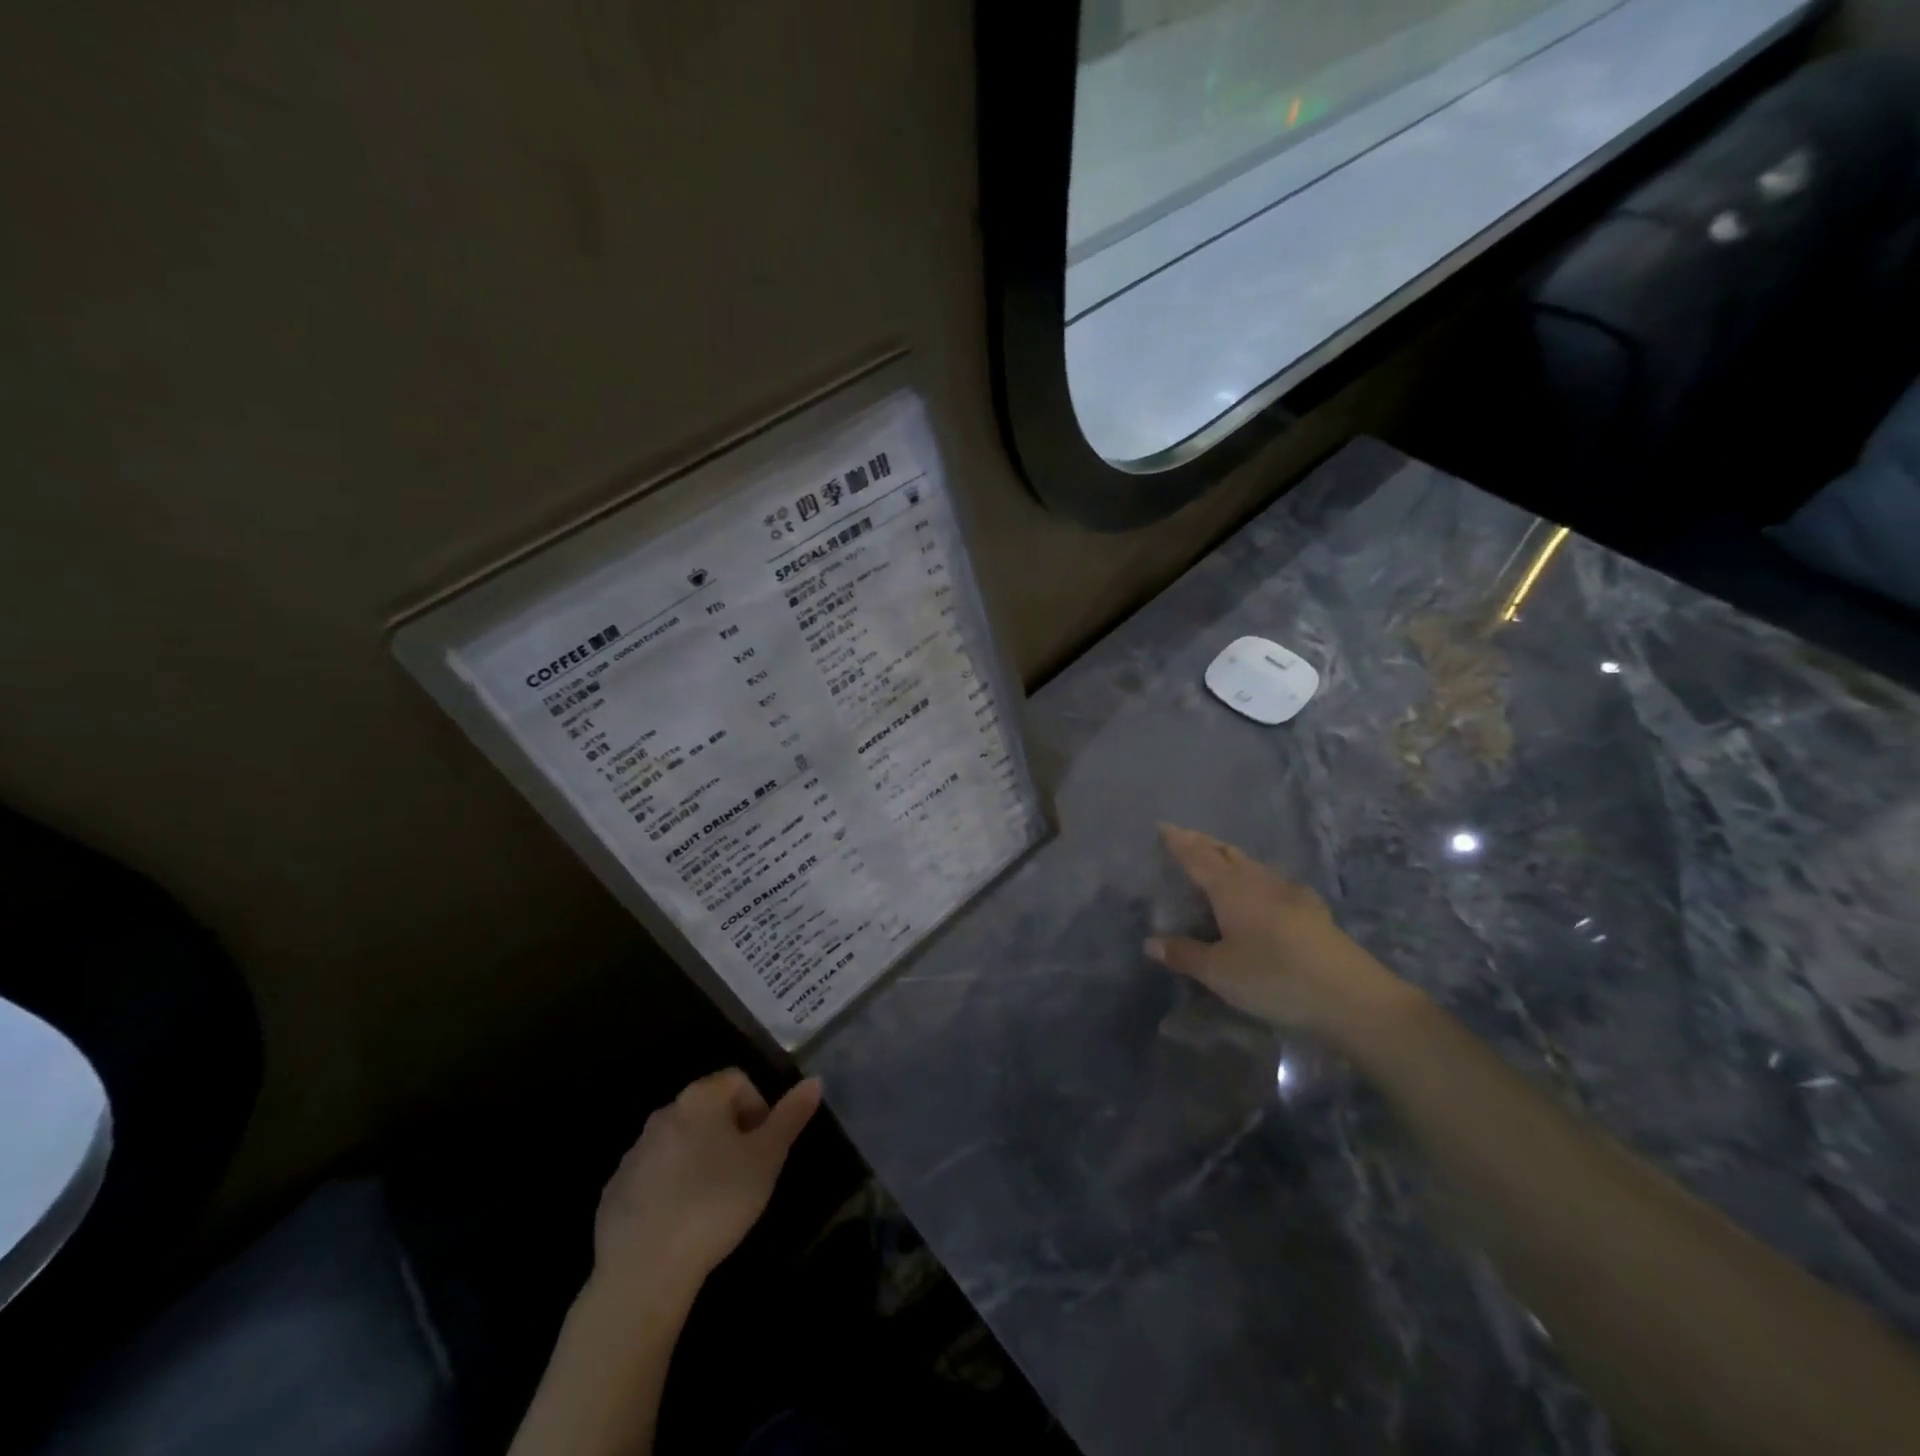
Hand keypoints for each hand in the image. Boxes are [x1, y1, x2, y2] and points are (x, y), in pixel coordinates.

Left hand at [592, 1069, 822, 1295]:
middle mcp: (664, 1113)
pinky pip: (653, 1175)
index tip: (764, 1146)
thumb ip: (791, 1116)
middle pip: (707, 1108)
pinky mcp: (614, 1190)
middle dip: (729, 1132)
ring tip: (713, 1201)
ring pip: (679, 1141)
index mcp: (700, 1098)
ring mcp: (634, 1152)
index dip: (759, 1107)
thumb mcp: (767, 1159)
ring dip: (699, 1158)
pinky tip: (680, 1221)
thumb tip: (814, 1080)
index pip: (738, 1079)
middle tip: (745, 1173)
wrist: (643, 1270)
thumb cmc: (716, 1202)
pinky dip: (670, 1186)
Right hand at [1145, 824, 1420, 1041]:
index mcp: (1232, 888)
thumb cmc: (1276, 979)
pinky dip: (1253, 880)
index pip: (1197, 856)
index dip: (1178, 841)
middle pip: (1227, 853)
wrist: (1354, 999)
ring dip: (1229, 859)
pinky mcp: (1312, 912)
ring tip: (1215, 864)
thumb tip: (1151, 941)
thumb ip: (1185, 954)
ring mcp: (1291, 894)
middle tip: (1184, 839)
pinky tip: (1259, 895)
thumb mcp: (1220, 973)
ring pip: (1252, 866)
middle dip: (1203, 843)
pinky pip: (1272, 883)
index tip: (1162, 826)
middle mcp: (1260, 881)